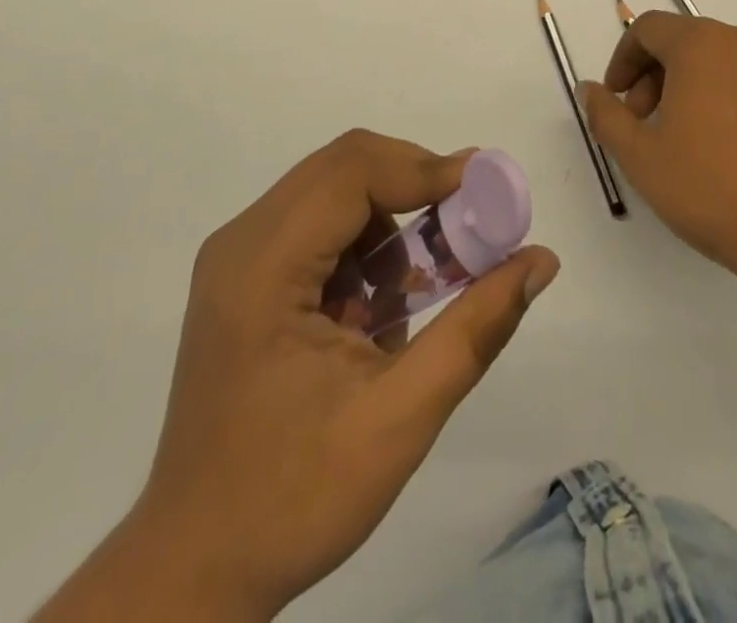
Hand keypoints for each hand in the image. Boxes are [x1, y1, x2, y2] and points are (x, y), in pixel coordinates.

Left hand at [33, 131, 559, 622]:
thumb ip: (476, 329)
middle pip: (343, 167)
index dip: (425, 169)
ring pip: (335, 191)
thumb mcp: (400, 418)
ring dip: (392, 219)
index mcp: (262, 266)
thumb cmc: (293, 498)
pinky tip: (380, 305)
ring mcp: (238, 258)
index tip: (487, 193)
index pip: (351, 171)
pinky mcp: (245, 278)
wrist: (195, 569)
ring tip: (427, 281)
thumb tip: (540, 260)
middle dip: (415, 186)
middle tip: (470, 227)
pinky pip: (319, 226)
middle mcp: (242, 241)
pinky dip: (365, 246)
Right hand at [581, 14, 736, 318]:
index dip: (622, 60)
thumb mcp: (640, 155)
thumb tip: (589, 89)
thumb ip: (605, 115)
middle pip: (683, 40)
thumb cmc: (712, 188)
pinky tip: (718, 144)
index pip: (648, 29)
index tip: (616, 100)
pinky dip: (720, 94)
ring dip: (685, 86)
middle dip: (652, 76)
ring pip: (715, 59)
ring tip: (678, 137)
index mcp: (702, 44)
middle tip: (642, 123)